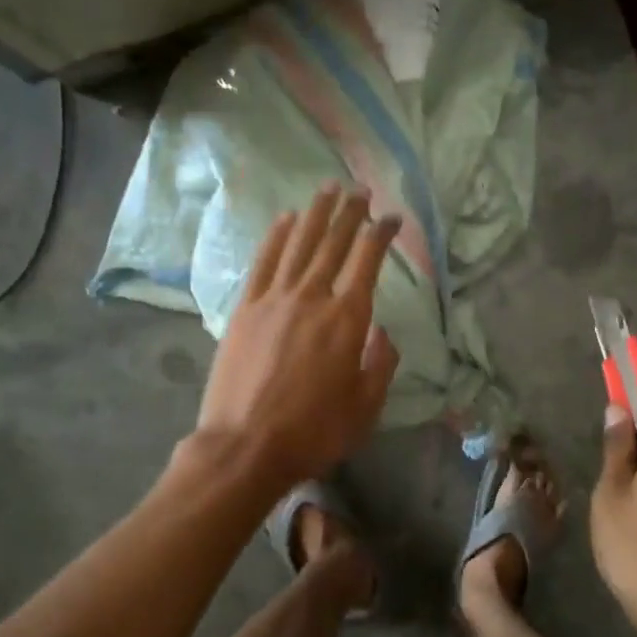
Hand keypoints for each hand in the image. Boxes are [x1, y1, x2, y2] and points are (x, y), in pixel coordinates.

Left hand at [197, 184, 401, 486]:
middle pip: (333, 243)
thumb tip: (381, 332)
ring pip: (298, 244)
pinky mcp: (245, 309)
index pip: (368, 261)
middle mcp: (312, 297)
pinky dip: (276, 237)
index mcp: (347, 319)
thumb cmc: (313, 432)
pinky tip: (285, 220)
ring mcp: (273, 299)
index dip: (381, 234)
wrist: (245, 447)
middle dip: (350, 213)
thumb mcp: (366, 407)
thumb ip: (381, 363)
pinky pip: (263, 262)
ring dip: (315, 214)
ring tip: (327, 189)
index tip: (391, 218)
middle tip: (360, 190)